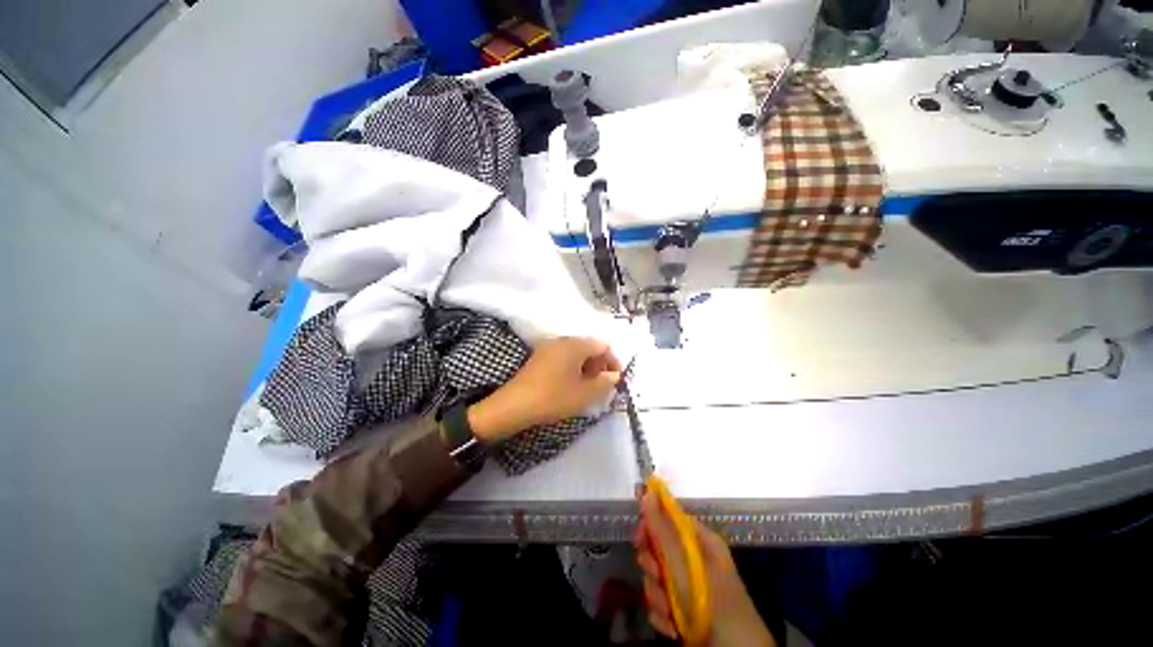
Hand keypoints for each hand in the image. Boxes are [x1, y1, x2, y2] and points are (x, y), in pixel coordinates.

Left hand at [467, 337, 621, 442]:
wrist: (513, 406)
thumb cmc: (553, 398)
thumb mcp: (584, 394)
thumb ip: (604, 383)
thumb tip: (614, 375)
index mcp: (575, 344)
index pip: (603, 345)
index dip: (614, 362)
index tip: (616, 380)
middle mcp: (562, 340)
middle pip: (590, 347)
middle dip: (600, 365)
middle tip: (603, 385)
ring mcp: (549, 347)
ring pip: (576, 352)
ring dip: (587, 367)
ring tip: (588, 387)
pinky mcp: (540, 357)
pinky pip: (564, 357)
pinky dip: (573, 368)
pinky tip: (571, 385)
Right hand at [637, 492, 775, 646]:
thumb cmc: (711, 601)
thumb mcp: (683, 562)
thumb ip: (662, 528)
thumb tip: (648, 491)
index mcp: (699, 541)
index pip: (668, 520)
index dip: (651, 526)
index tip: (641, 537)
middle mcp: (693, 560)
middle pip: (658, 550)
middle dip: (653, 568)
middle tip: (657, 577)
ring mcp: (688, 587)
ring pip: (656, 580)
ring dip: (657, 597)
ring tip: (670, 612)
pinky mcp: (683, 611)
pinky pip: (661, 604)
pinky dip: (663, 616)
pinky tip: (672, 627)